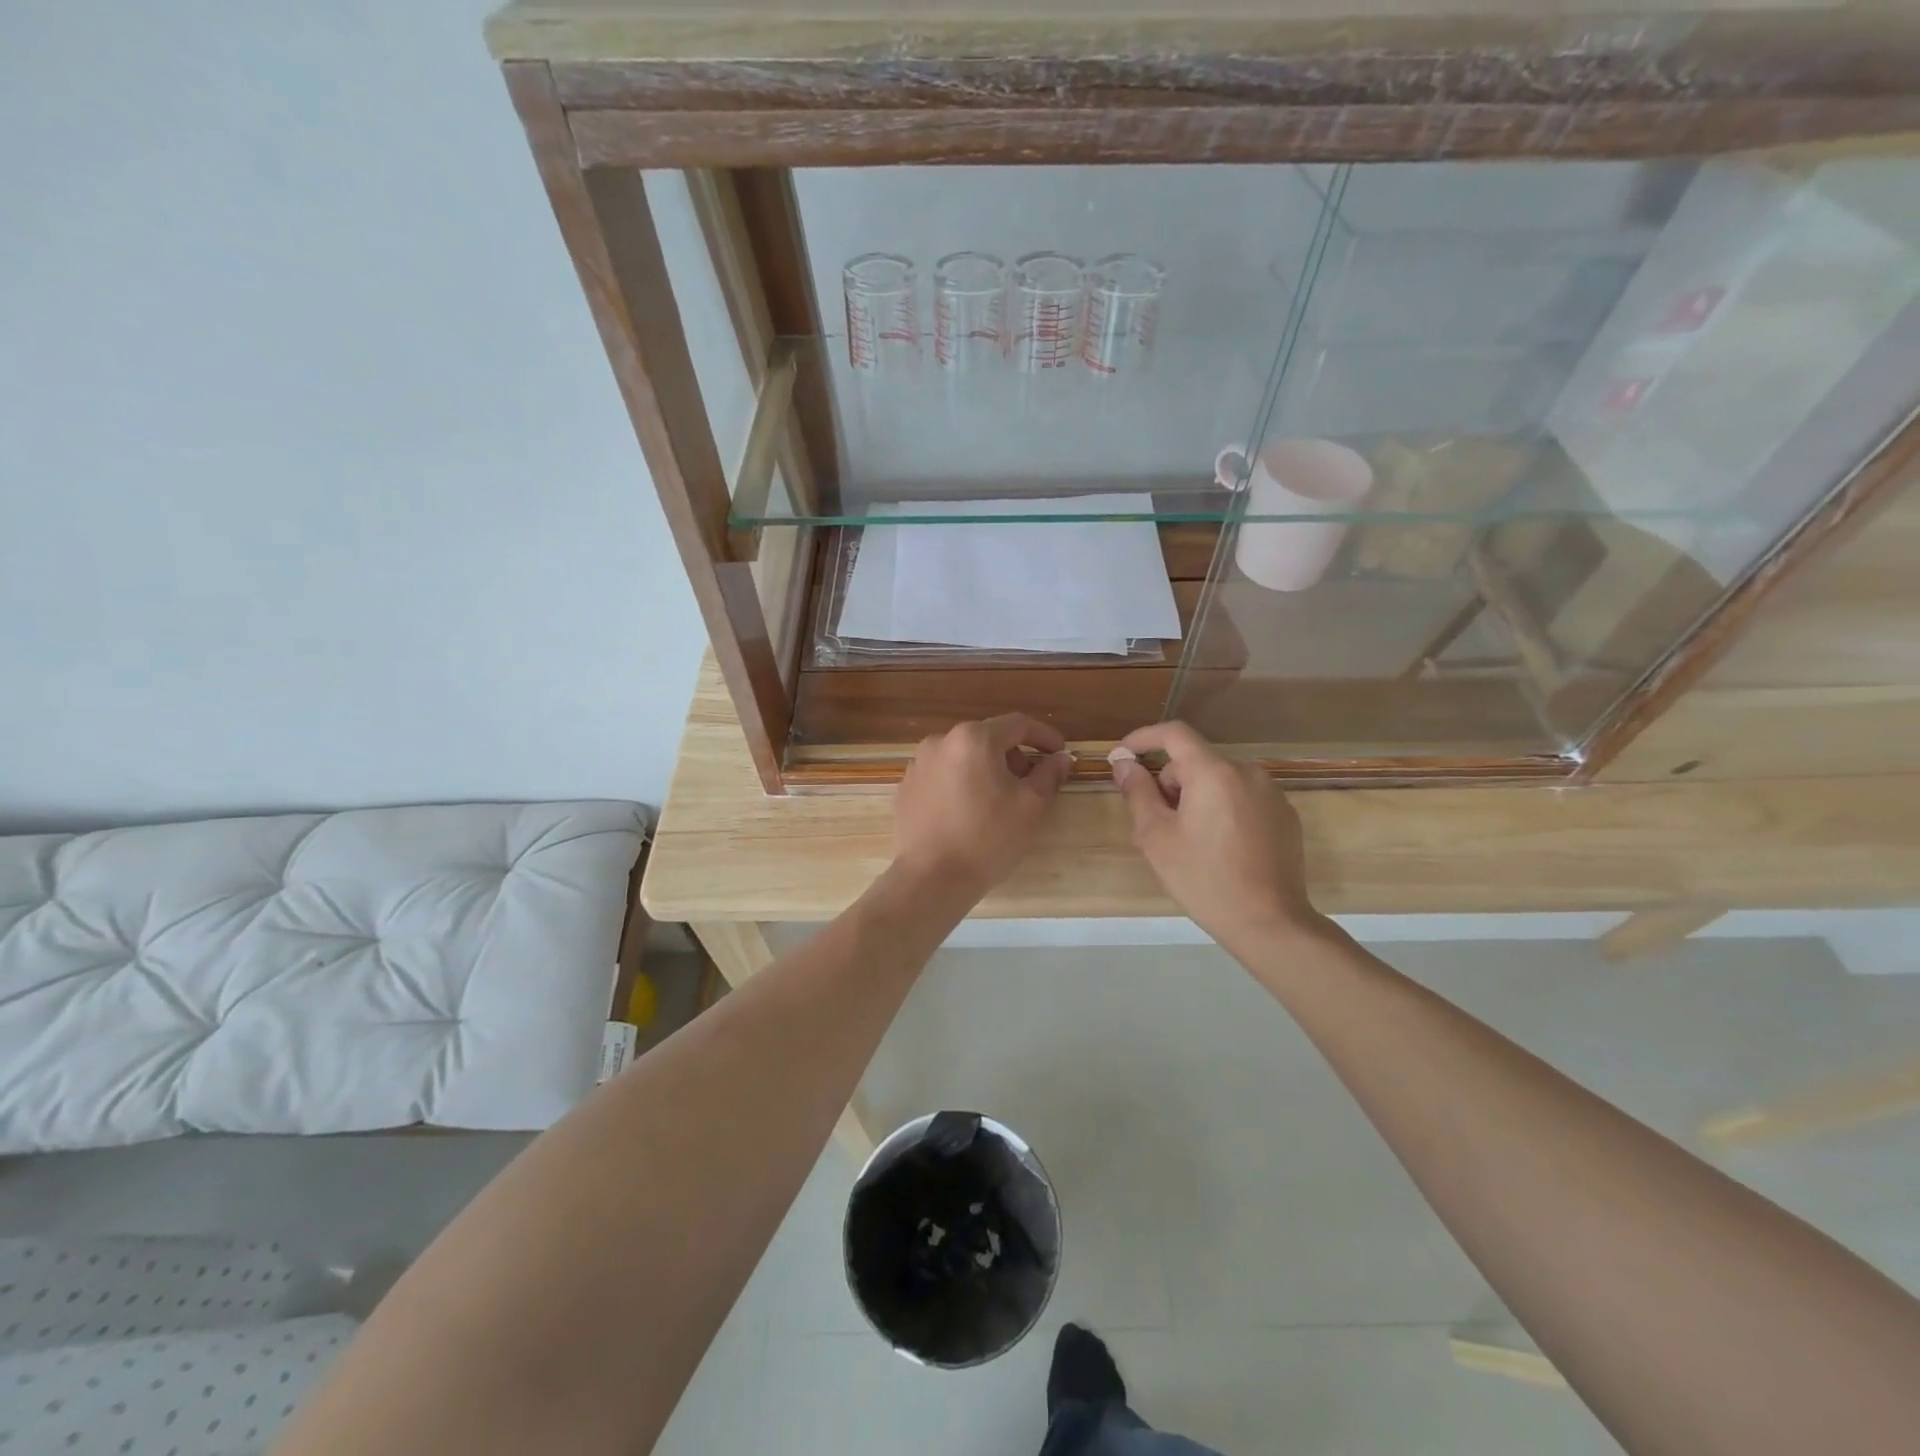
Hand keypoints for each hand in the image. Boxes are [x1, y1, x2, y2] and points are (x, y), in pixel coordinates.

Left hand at [894, 715, 1072, 898]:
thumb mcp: (1031, 806)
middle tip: (1031, 784)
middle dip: (1014, 756)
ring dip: (987, 770)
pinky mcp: (906, 788)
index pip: (1018, 724)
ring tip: (999, 801)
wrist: (931, 878)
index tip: (1061, 754)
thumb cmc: (987, 838)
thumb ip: (1049, 774)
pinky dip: (961, 784)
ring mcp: (918, 764)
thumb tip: (1060, 758)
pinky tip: (969, 813)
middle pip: (988, 738)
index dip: (1045, 736)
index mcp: (973, 738)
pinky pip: (943, 776)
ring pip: (964, 757)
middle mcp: (940, 741)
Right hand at [1109, 721, 1324, 950]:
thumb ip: (1138, 792)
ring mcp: (1271, 794)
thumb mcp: (1156, 837)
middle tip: (1154, 823)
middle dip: (1170, 783)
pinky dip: (1224, 810)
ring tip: (1187, 840)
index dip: (1144, 738)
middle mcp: (1247, 772)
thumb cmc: (1203, 878)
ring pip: (1219, 781)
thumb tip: (1124, 763)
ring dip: (1196, 797)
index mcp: (1213, 772)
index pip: (1174, 734)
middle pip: (1196, 762)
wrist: (1269, 923)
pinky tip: (1220, 848)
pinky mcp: (1285, 816)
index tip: (1124, 753)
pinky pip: (1243, 799)